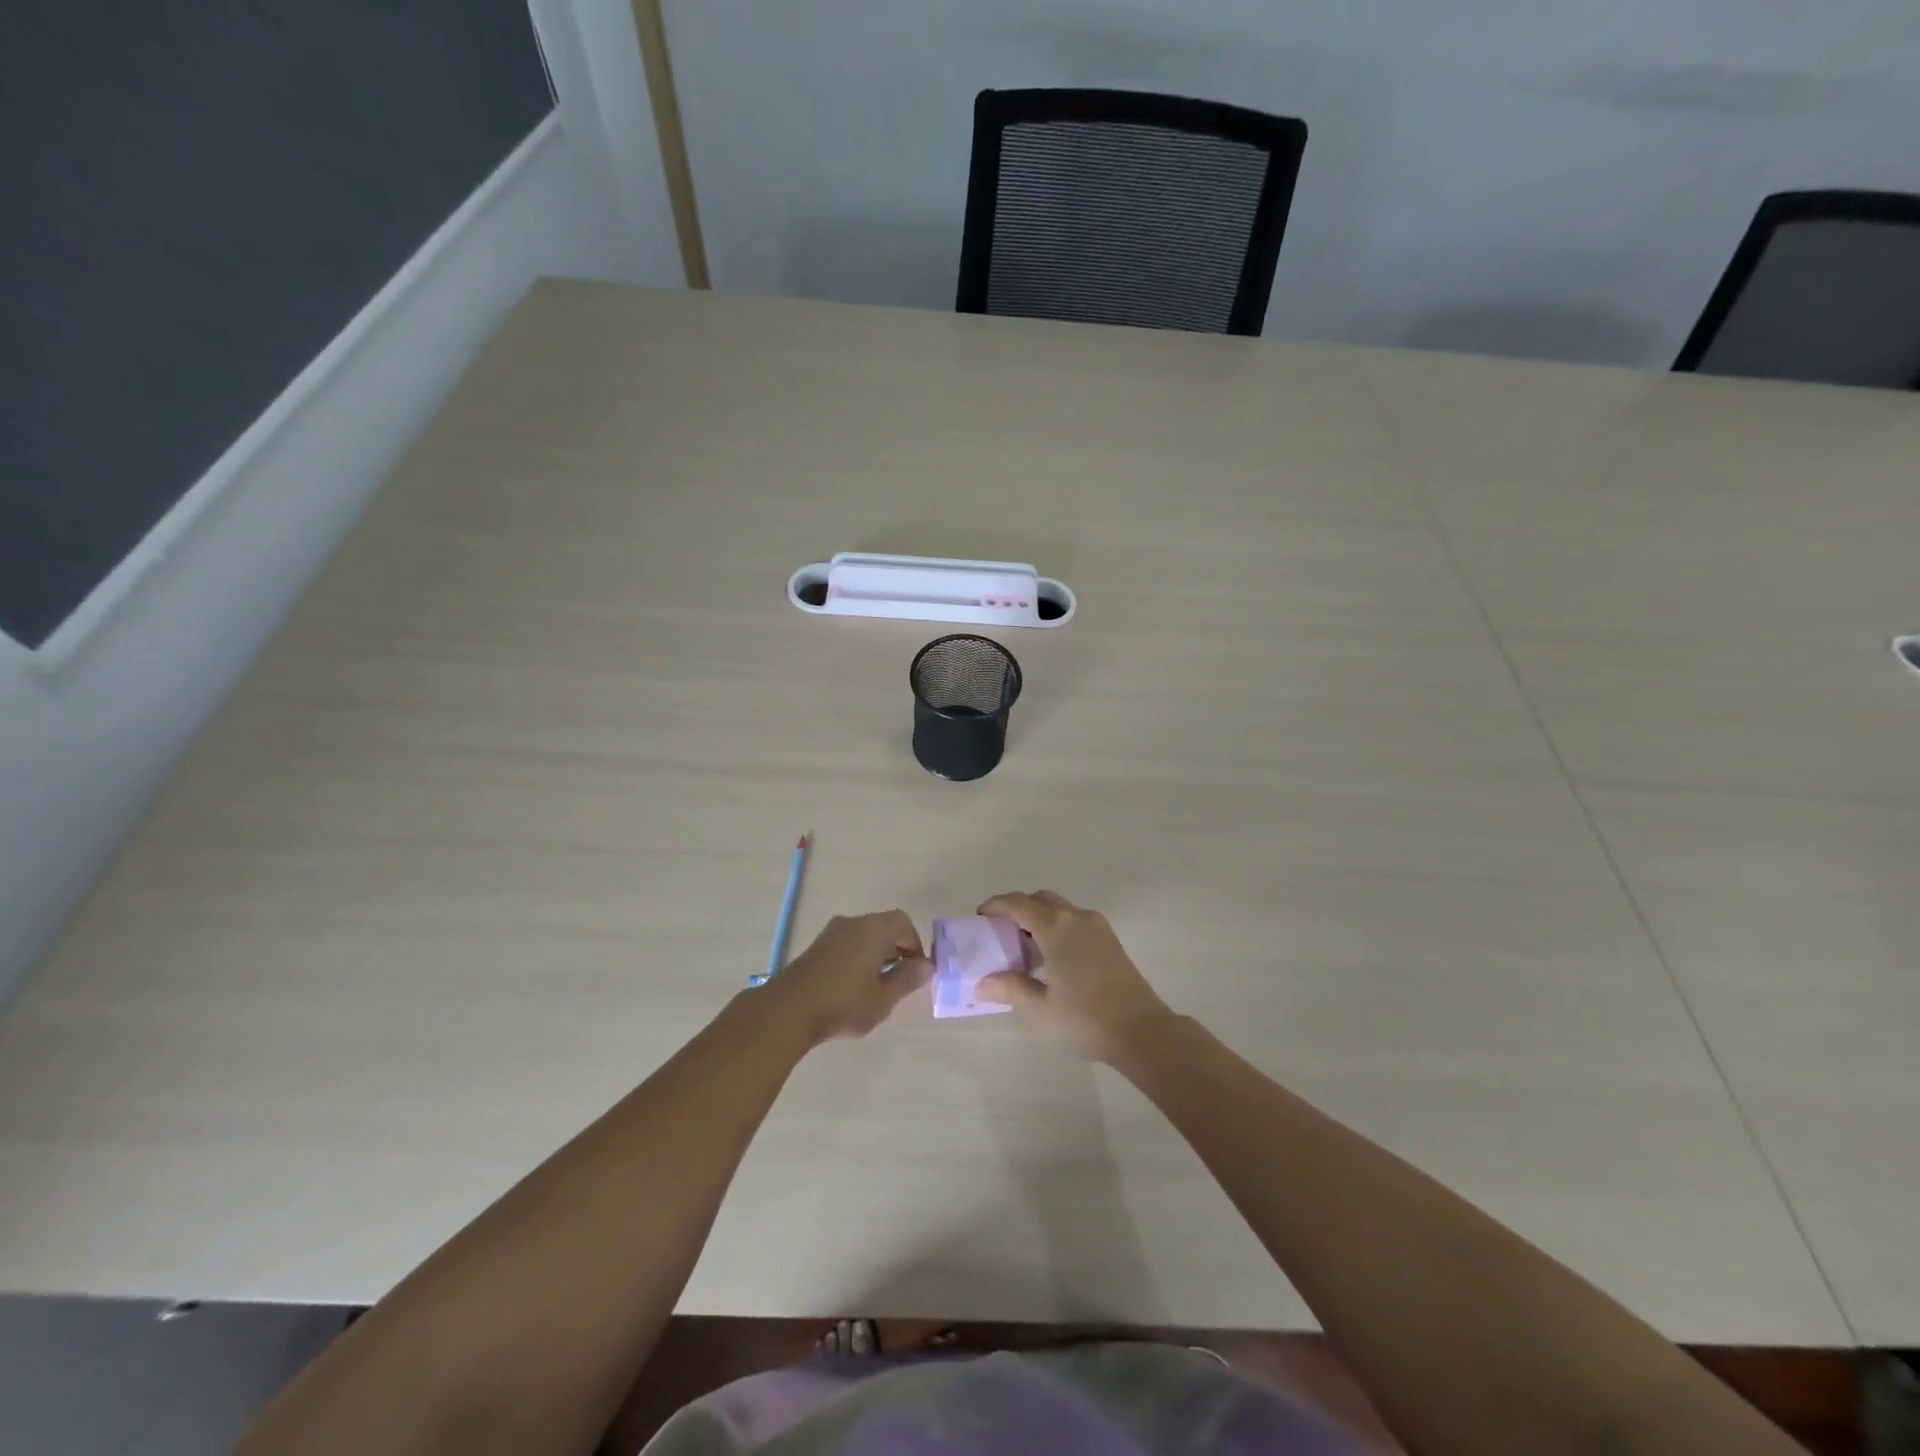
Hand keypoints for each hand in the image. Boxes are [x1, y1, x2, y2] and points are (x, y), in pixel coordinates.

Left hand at [761, 911, 932, 1046]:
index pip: (904, 923)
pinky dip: (858, 957)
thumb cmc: (844, 1002)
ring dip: (876, 954)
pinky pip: (847, 944)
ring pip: (864, 936)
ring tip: (877, 987)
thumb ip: (908, 979)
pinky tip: (853, 986)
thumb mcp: (884, 997)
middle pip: (884, 926)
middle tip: (899, 980)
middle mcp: (853, 923)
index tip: (916, 971)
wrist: (788, 1010)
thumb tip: (926, 965)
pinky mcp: (816, 947)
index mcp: (874, 928)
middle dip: (897, 949)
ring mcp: (831, 933)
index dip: (915, 945)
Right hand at [973, 891, 1172, 1061]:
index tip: (980, 916)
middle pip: (1041, 899)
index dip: (996, 905)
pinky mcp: (1110, 940)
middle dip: (1019, 908)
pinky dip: (1059, 926)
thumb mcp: (1041, 1007)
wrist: (1142, 1030)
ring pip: (1061, 908)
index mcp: (1056, 927)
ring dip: (1040, 917)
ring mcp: (1097, 927)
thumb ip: (1011, 988)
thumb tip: (981, 984)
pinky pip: (1076, 920)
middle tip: (1002, 932)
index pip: (1018, 903)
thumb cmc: (1086, 1017)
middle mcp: (1076, 917)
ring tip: (1026, 948)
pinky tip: (1053, 957)